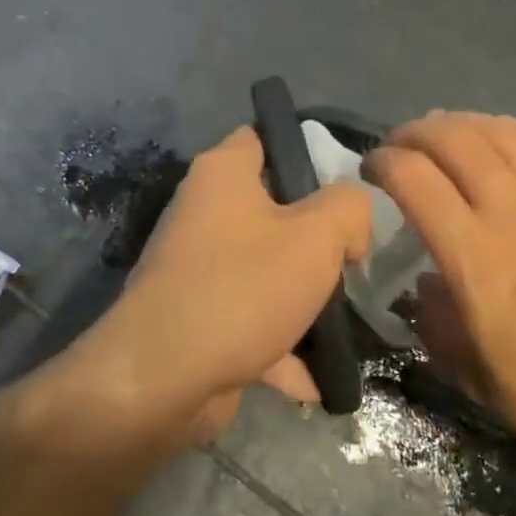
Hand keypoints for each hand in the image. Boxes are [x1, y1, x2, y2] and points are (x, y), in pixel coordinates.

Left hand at [78, 125, 372, 443]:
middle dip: (317, 236)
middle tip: (354, 257)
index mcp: (223, 174)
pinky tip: (316, 379)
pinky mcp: (197, 317)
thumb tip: (350, 218)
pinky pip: (251, 321)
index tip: (347, 185)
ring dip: (304, 298)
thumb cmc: (243, 288)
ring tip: (347, 318)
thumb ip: (349, 207)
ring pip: (266, 269)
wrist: (161, 379)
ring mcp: (197, 267)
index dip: (309, 151)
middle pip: (273, 208)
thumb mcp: (317, 236)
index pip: (266, 136)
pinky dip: (281, 348)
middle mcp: (203, 211)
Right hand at [365, 112, 515, 515]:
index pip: (416, 180)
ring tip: (444, 133)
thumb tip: (430, 282)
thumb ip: (440, 320)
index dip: (383, 162)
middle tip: (399, 144)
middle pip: (457, 141)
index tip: (370, 167)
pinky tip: (503, 143)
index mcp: (480, 262)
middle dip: (417, 132)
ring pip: (505, 135)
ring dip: (463, 124)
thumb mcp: (478, 379)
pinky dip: (513, 134)